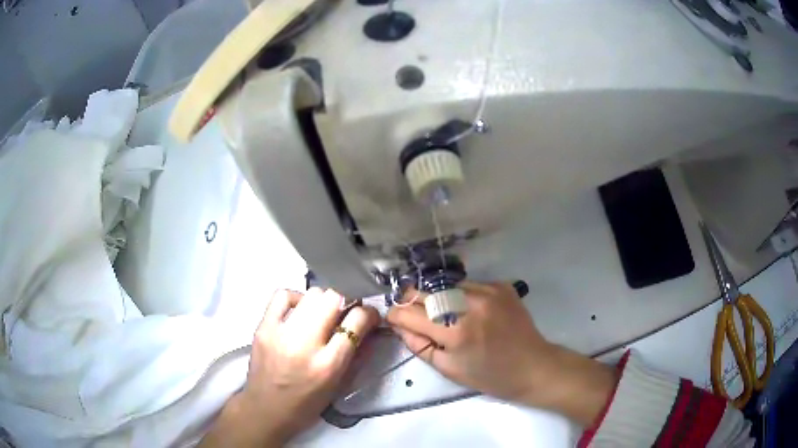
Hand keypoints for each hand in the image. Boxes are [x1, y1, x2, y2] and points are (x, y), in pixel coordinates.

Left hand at [200, 288, 379, 446]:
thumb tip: (368, 326)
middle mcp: (305, 345)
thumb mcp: (338, 385)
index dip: (368, 314)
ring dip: (324, 301)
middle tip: (345, 314)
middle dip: (346, 302)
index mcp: (328, 365)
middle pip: (333, 299)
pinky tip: (301, 311)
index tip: (370, 316)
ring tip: (322, 314)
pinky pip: (283, 295)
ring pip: (312, 294)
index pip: (356, 322)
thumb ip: (355, 354)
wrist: (265, 410)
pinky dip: (298, 298)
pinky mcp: (263, 327)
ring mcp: (280, 333)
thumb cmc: (306, 405)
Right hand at [386, 282, 617, 426]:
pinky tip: (469, 312)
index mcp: (455, 331)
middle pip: (424, 292)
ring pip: (444, 286)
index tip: (394, 319)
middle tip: (415, 316)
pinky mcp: (500, 285)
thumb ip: (420, 344)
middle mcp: (470, 303)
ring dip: (438, 299)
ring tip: (446, 316)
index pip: (409, 312)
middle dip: (412, 303)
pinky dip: (460, 297)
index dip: (396, 314)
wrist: (534, 366)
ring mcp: (488, 290)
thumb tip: (399, 324)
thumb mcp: (449, 369)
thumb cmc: (490, 376)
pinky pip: (467, 285)